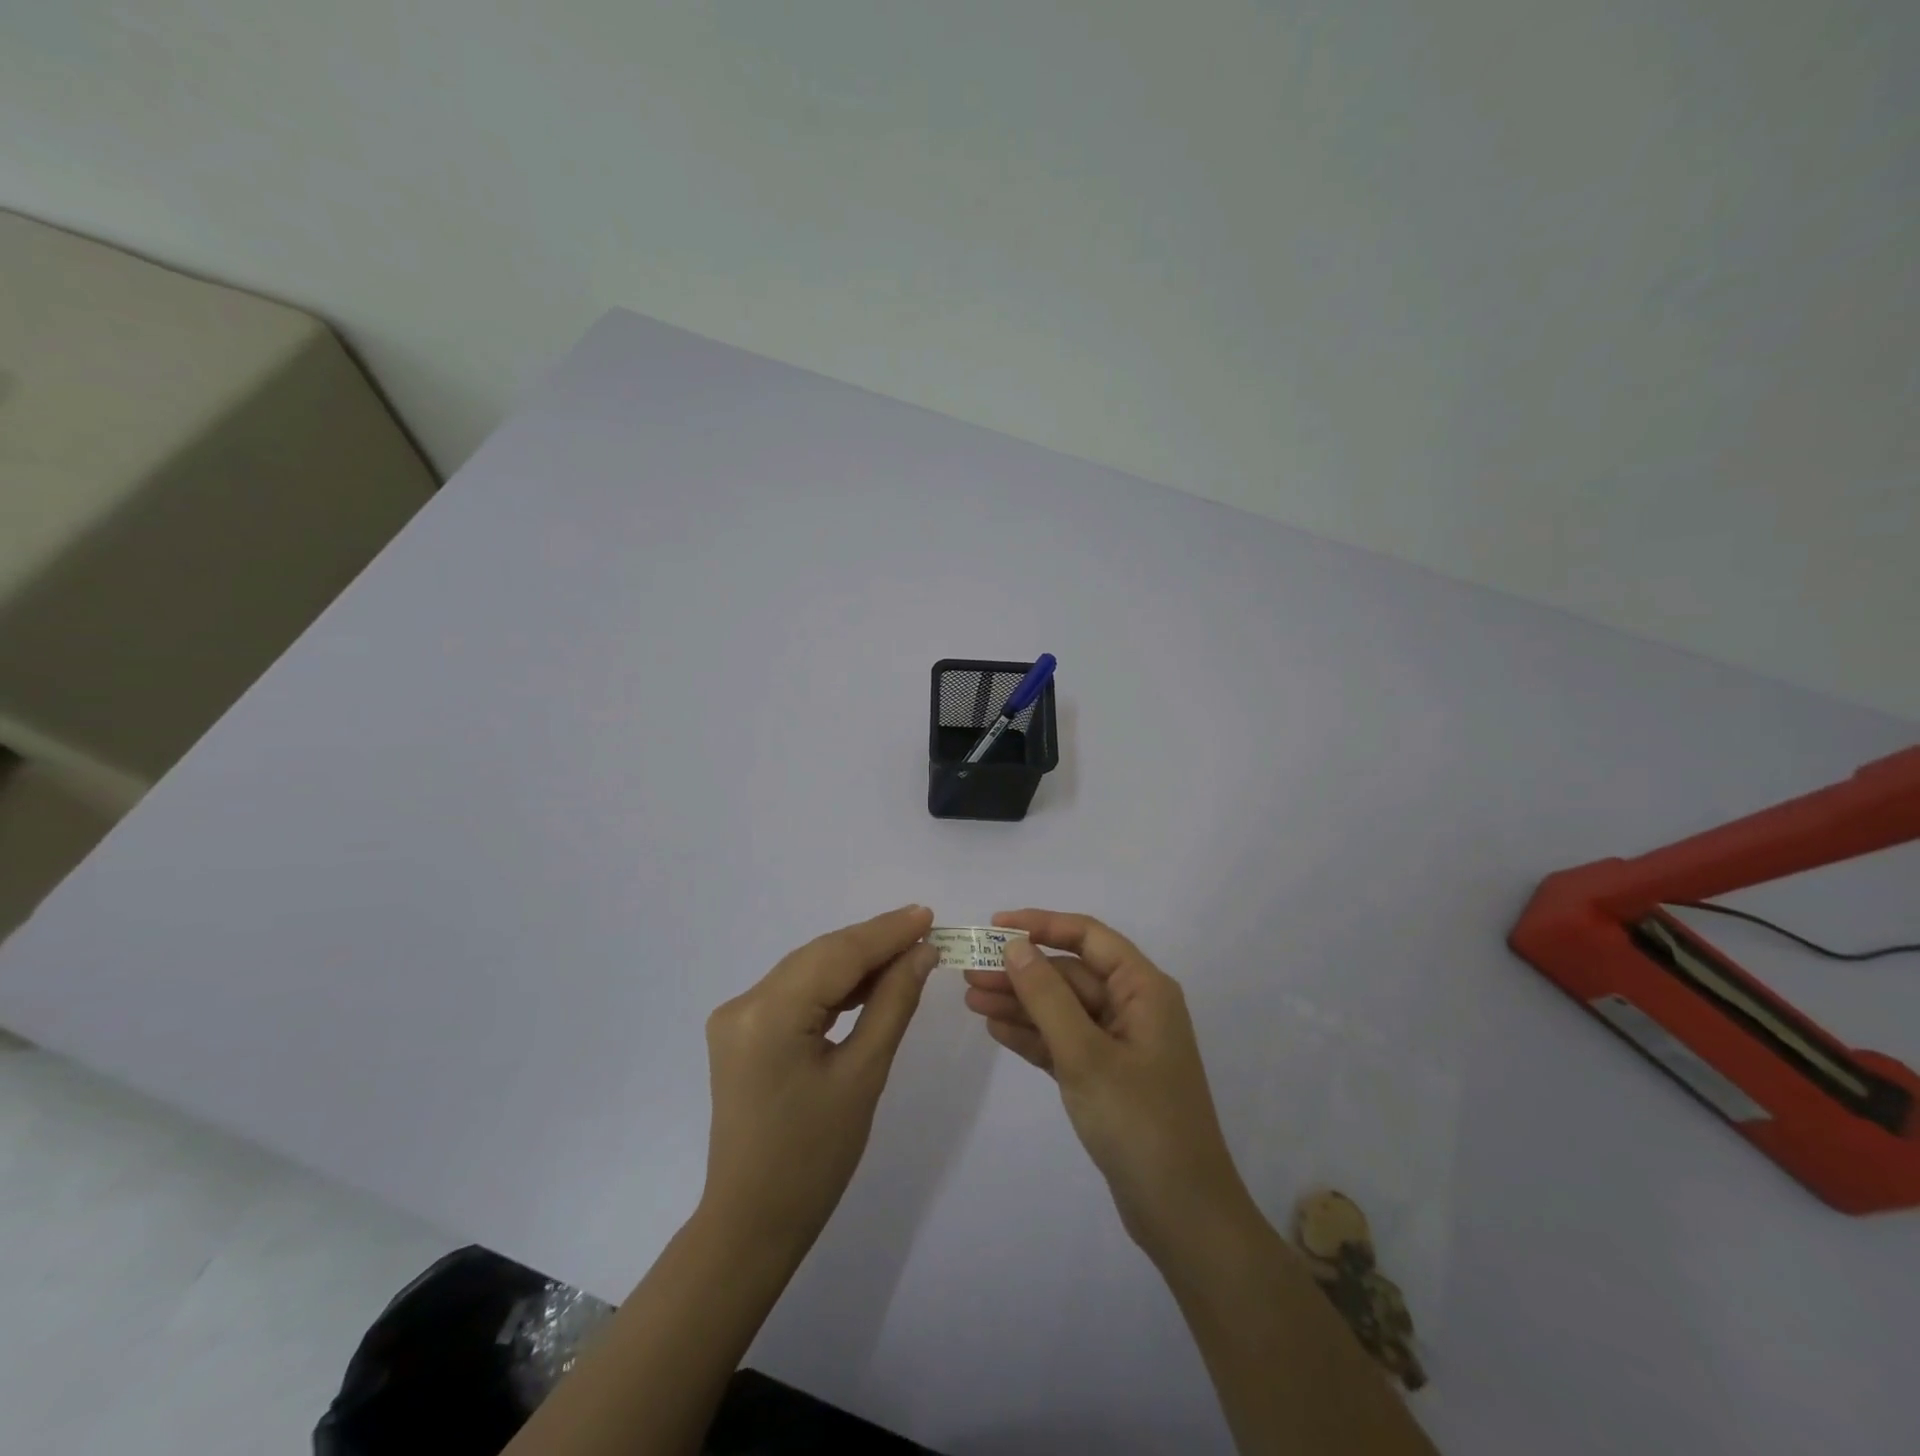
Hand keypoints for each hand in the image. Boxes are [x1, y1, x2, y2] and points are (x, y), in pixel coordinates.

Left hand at [701, 905, 938, 1256]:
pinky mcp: (743, 1031)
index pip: (837, 955)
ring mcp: (737, 1017)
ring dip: (856, 961)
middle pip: (820, 956)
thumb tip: (922, 953)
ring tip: (908, 951)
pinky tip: (869, 982)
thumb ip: (893, 1004)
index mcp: (767, 1014)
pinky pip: (796, 992)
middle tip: (925, 930)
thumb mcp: (863, 1076)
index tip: (929, 915)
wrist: (752, 1223)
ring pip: (809, 970)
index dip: (886, 932)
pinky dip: (834, 985)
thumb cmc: (814, 1159)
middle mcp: (743, 1003)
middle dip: (874, 942)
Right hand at [963, 910, 1254, 1259]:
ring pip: (1063, 1009)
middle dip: (1021, 971)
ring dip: (1020, 1003)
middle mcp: (1133, 1007)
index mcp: (1143, 989)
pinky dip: (1033, 1035)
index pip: (1088, 937)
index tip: (995, 926)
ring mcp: (1120, 1044)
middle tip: (968, 973)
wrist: (1183, 1215)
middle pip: (1070, 974)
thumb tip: (1016, 946)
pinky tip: (996, 1029)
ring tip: (970, 999)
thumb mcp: (1085, 1055)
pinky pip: (1064, 1042)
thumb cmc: (1139, 1122)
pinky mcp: (1106, 1076)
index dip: (1041, 925)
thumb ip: (1047, 996)